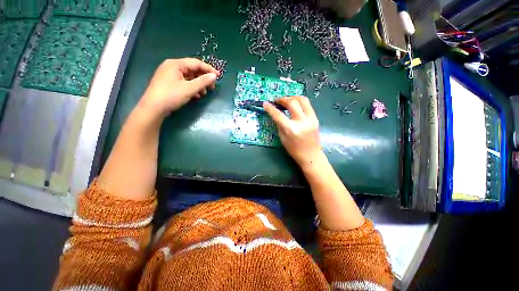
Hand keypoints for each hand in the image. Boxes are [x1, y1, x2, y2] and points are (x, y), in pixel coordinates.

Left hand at [139, 58, 219, 117]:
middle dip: (203, 78)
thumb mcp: (189, 88)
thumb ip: (203, 81)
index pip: (196, 63)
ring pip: (189, 77)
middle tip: (212, 87)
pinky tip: (196, 95)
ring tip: (204, 93)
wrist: (153, 108)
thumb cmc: (171, 95)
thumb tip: (214, 76)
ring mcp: (169, 76)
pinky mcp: (169, 84)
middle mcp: (172, 67)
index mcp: (176, 64)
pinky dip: (192, 88)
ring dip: (198, 85)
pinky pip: (184, 83)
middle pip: (192, 70)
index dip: (208, 69)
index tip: (219, 76)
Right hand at [263, 96, 323, 166]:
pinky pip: (307, 104)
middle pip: (292, 103)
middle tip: (277, 101)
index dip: (270, 108)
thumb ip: (280, 125)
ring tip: (286, 100)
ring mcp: (310, 119)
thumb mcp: (283, 138)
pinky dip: (299, 101)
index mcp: (291, 129)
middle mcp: (301, 122)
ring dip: (292, 97)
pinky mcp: (315, 118)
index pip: (278, 115)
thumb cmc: (294, 150)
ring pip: (302, 99)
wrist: (311, 155)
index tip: (265, 103)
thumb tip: (277, 114)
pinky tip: (295, 104)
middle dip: (282, 99)